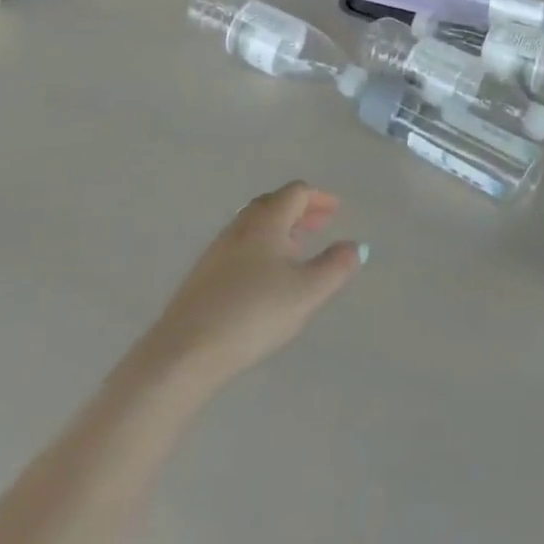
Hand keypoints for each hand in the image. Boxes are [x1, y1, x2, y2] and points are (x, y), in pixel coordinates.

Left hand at [141, 183, 364, 386]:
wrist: (186, 350)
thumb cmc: (255, 313)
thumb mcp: (307, 292)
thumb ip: (336, 266)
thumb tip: (356, 246)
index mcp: (267, 221)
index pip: (296, 193)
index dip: (319, 198)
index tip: (336, 210)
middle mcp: (241, 226)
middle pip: (273, 204)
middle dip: (300, 210)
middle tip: (320, 224)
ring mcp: (218, 249)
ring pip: (254, 225)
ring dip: (280, 229)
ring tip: (297, 248)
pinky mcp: (204, 274)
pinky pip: (240, 245)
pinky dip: (262, 246)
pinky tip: (266, 274)